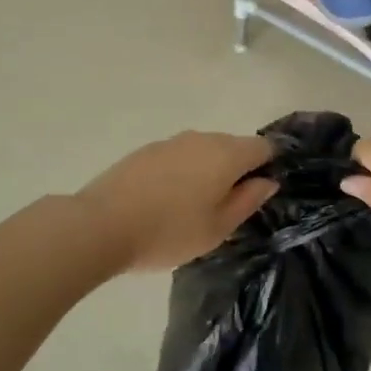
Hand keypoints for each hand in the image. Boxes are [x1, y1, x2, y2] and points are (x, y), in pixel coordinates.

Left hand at [77, 131, 277, 273]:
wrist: (101, 224)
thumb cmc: (169, 232)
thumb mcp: (217, 228)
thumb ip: (248, 201)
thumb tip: (267, 180)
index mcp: (226, 154)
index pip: (263, 146)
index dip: (269, 165)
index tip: (260, 192)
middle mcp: (201, 138)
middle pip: (233, 145)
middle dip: (237, 169)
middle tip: (228, 207)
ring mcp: (171, 141)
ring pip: (204, 150)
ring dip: (208, 170)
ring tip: (195, 207)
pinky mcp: (146, 150)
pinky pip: (178, 156)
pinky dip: (182, 172)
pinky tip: (168, 200)